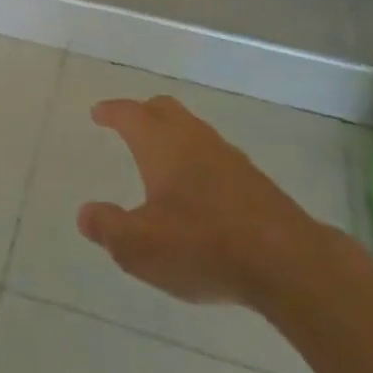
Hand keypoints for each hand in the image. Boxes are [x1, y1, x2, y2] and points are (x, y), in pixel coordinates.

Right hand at [78, 96, 328, 308]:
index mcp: (161, 144)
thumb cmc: (202, 245)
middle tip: (128, 125)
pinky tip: (198, 191)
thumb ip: (108, 228)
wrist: (286, 261)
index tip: (98, 112)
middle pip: (165, 111)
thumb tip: (85, 213)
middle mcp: (193, 138)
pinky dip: (197, 161)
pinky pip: (215, 156)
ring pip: (192, 131)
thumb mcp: (139, 246)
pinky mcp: (253, 180)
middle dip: (143, 113)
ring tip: (161, 159)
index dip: (111, 111)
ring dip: (173, 137)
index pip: (130, 114)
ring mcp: (228, 156)